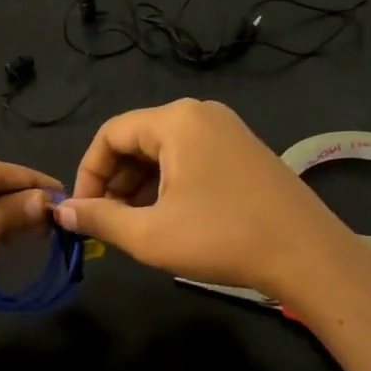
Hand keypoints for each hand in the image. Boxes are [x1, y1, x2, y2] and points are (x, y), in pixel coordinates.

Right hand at [55, 99, 370, 306]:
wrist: (308, 255)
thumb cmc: (222, 238)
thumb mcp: (150, 234)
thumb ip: (100, 218)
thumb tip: (63, 211)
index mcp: (176, 121)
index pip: (111, 134)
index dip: (88, 173)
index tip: (83, 212)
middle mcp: (201, 115)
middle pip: (137, 140)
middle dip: (114, 182)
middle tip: (106, 223)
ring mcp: (227, 131)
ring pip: (164, 153)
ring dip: (140, 187)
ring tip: (134, 226)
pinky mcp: (244, 152)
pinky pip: (190, 160)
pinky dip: (169, 186)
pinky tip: (168, 219)